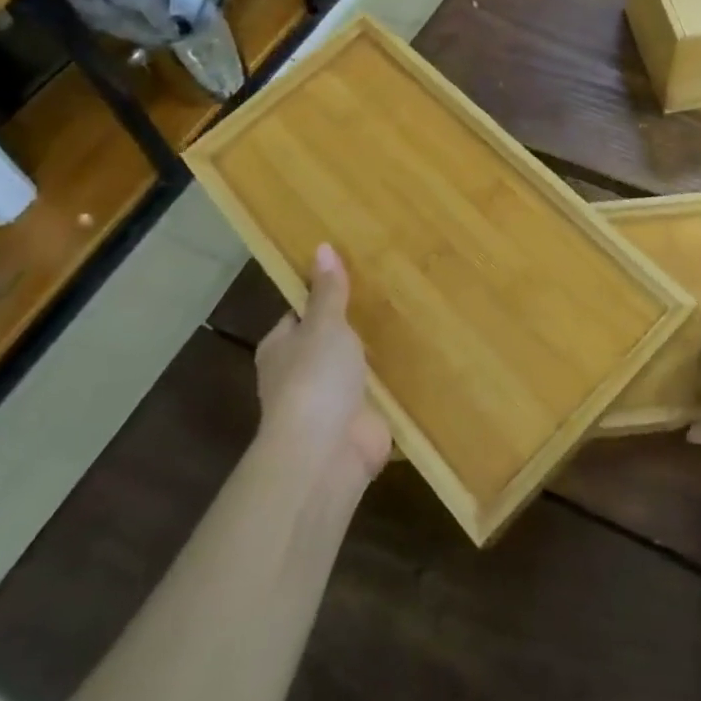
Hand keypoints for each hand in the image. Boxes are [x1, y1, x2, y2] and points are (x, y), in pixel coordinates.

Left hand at [255, 245, 391, 492]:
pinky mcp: (357, 423)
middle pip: (328, 341)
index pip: (300, 314)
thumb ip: (328, 291)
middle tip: (390, 297)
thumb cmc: (315, 378)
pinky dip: (392, 384)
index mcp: (281, 348)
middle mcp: (300, 375)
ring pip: (353, 369)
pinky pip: (377, 395)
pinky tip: (419, 364)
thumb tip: (321, 247)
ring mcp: (329, 402)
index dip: (323, 297)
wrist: (326, 453)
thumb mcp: (324, 324)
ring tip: (410, 323)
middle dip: (353, 327)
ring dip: (374, 357)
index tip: (354, 278)